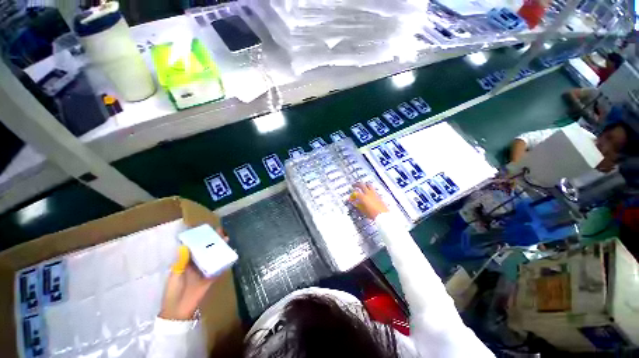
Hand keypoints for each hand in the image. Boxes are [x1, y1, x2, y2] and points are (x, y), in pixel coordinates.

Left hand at [159, 227, 228, 320]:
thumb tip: (185, 246)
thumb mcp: (175, 275)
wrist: (178, 310)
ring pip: (214, 257)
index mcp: (187, 262)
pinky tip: (231, 255)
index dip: (202, 239)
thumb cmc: (173, 291)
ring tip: (227, 240)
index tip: (208, 231)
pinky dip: (225, 262)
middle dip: (214, 242)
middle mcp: (197, 264)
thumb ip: (181, 261)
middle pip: (207, 251)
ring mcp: (205, 271)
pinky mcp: (212, 278)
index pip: (195, 248)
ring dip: (220, 249)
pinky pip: (219, 268)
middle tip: (222, 233)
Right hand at [349, 182, 388, 219]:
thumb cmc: (372, 214)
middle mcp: (368, 193)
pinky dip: (369, 188)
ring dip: (364, 184)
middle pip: (362, 185)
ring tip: (362, 186)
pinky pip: (373, 189)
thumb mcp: (363, 210)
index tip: (350, 197)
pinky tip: (369, 192)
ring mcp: (374, 193)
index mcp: (363, 197)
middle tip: (354, 185)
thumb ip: (358, 204)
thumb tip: (355, 201)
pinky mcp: (378, 195)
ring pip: (368, 185)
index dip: (352, 195)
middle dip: (357, 184)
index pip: (355, 193)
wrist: (383, 215)